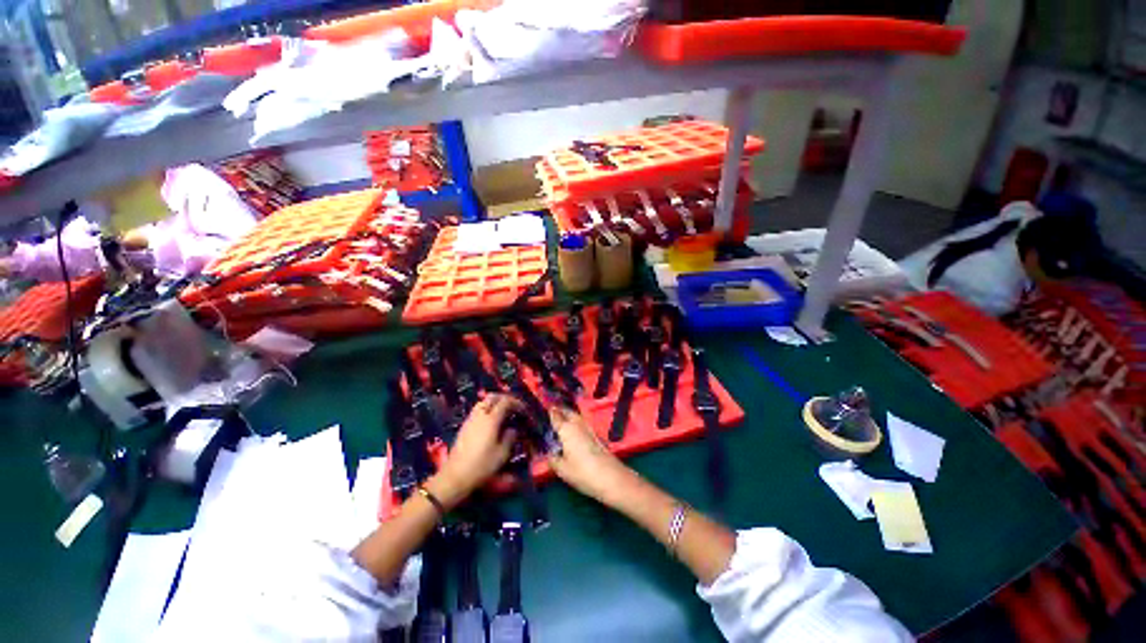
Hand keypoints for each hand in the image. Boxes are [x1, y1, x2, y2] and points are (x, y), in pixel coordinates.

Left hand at [430, 394, 522, 506]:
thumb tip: (512, 429)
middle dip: (504, 398)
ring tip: (503, 411)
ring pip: (483, 402)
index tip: (524, 410)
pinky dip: (487, 409)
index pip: (505, 402)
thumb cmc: (482, 465)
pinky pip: (477, 410)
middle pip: (492, 397)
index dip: (516, 403)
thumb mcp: (502, 454)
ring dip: (494, 402)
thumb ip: (510, 438)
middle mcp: (480, 415)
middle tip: (513, 406)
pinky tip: (491, 420)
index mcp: (491, 420)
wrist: (455, 476)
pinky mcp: (464, 426)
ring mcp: (470, 419)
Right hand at [547, 406, 634, 506]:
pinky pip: (582, 425)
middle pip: (568, 412)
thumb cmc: (583, 473)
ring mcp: (589, 429)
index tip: (544, 408)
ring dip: (569, 416)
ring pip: (576, 417)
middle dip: (560, 410)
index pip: (555, 416)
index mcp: (567, 429)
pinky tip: (573, 434)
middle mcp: (578, 424)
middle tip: (553, 413)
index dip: (550, 411)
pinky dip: (576, 425)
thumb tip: (550, 454)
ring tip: (561, 423)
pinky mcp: (596, 436)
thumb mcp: (562, 470)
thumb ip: (553, 459)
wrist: (611, 477)